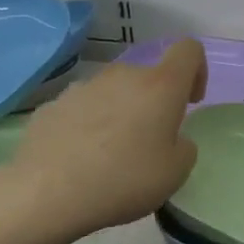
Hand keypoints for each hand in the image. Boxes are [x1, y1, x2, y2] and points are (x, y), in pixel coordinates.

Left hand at [0, 40, 206, 243]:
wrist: (46, 193)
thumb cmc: (124, 179)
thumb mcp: (176, 172)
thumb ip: (183, 146)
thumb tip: (170, 139)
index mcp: (160, 86)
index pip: (188, 50)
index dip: (197, 70)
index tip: (190, 102)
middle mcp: (122, 75)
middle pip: (147, 76)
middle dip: (153, 103)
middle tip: (149, 144)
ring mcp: (83, 87)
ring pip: (113, 93)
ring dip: (120, 114)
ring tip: (110, 156)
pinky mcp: (52, 105)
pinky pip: (82, 110)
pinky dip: (88, 127)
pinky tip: (80, 161)